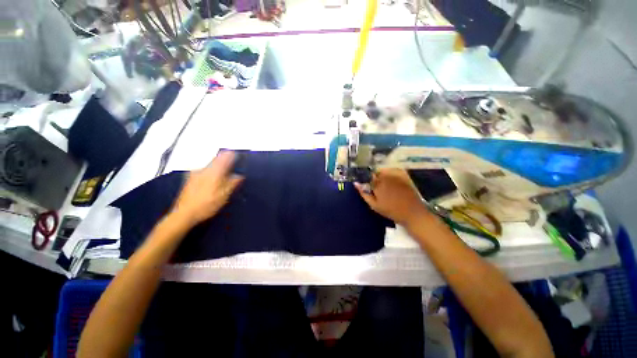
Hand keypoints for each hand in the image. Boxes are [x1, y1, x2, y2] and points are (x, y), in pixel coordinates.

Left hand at [172, 151, 243, 226]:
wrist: (184, 214)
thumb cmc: (206, 204)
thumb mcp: (224, 195)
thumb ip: (233, 183)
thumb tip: (240, 175)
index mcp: (214, 171)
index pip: (226, 155)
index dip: (234, 155)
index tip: (240, 159)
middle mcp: (204, 168)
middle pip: (218, 159)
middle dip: (226, 163)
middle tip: (233, 172)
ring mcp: (195, 172)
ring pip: (211, 165)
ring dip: (219, 169)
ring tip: (223, 181)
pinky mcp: (190, 178)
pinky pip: (204, 171)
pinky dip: (211, 174)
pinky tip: (212, 185)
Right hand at [354, 169, 430, 227]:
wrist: (412, 213)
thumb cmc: (391, 211)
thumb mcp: (374, 205)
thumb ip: (364, 193)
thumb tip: (356, 183)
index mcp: (378, 183)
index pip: (367, 175)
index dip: (365, 177)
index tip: (365, 182)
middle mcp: (386, 176)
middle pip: (376, 172)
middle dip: (374, 177)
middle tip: (376, 186)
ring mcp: (396, 175)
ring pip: (385, 170)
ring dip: (382, 175)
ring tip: (384, 185)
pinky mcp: (404, 176)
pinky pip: (394, 170)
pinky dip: (391, 173)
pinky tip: (392, 181)